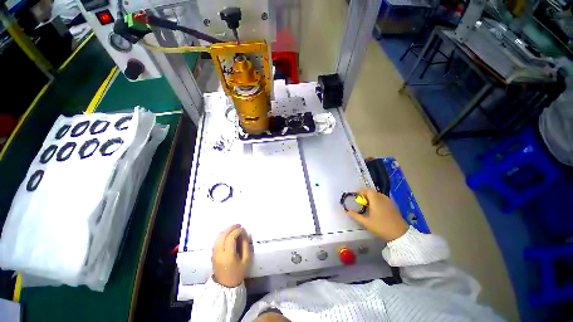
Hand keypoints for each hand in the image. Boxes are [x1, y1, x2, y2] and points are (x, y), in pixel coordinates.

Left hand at [212, 224, 251, 287]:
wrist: (225, 286)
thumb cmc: (238, 273)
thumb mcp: (246, 260)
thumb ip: (245, 245)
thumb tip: (244, 234)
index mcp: (228, 255)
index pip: (231, 238)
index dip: (237, 231)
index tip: (243, 229)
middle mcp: (219, 253)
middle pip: (223, 235)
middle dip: (231, 228)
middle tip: (239, 225)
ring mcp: (214, 254)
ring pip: (218, 237)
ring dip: (226, 230)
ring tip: (234, 228)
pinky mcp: (212, 254)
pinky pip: (216, 241)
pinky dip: (222, 235)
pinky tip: (228, 234)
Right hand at [346, 188, 408, 240]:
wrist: (400, 235)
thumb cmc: (381, 227)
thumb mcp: (366, 222)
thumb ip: (356, 216)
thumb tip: (347, 212)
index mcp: (376, 200)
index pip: (367, 190)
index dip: (361, 192)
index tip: (356, 198)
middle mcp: (383, 198)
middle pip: (372, 192)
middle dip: (365, 196)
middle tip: (361, 203)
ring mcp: (389, 202)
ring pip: (378, 196)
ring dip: (372, 199)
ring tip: (368, 207)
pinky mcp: (393, 206)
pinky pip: (383, 200)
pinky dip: (378, 202)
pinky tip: (376, 210)